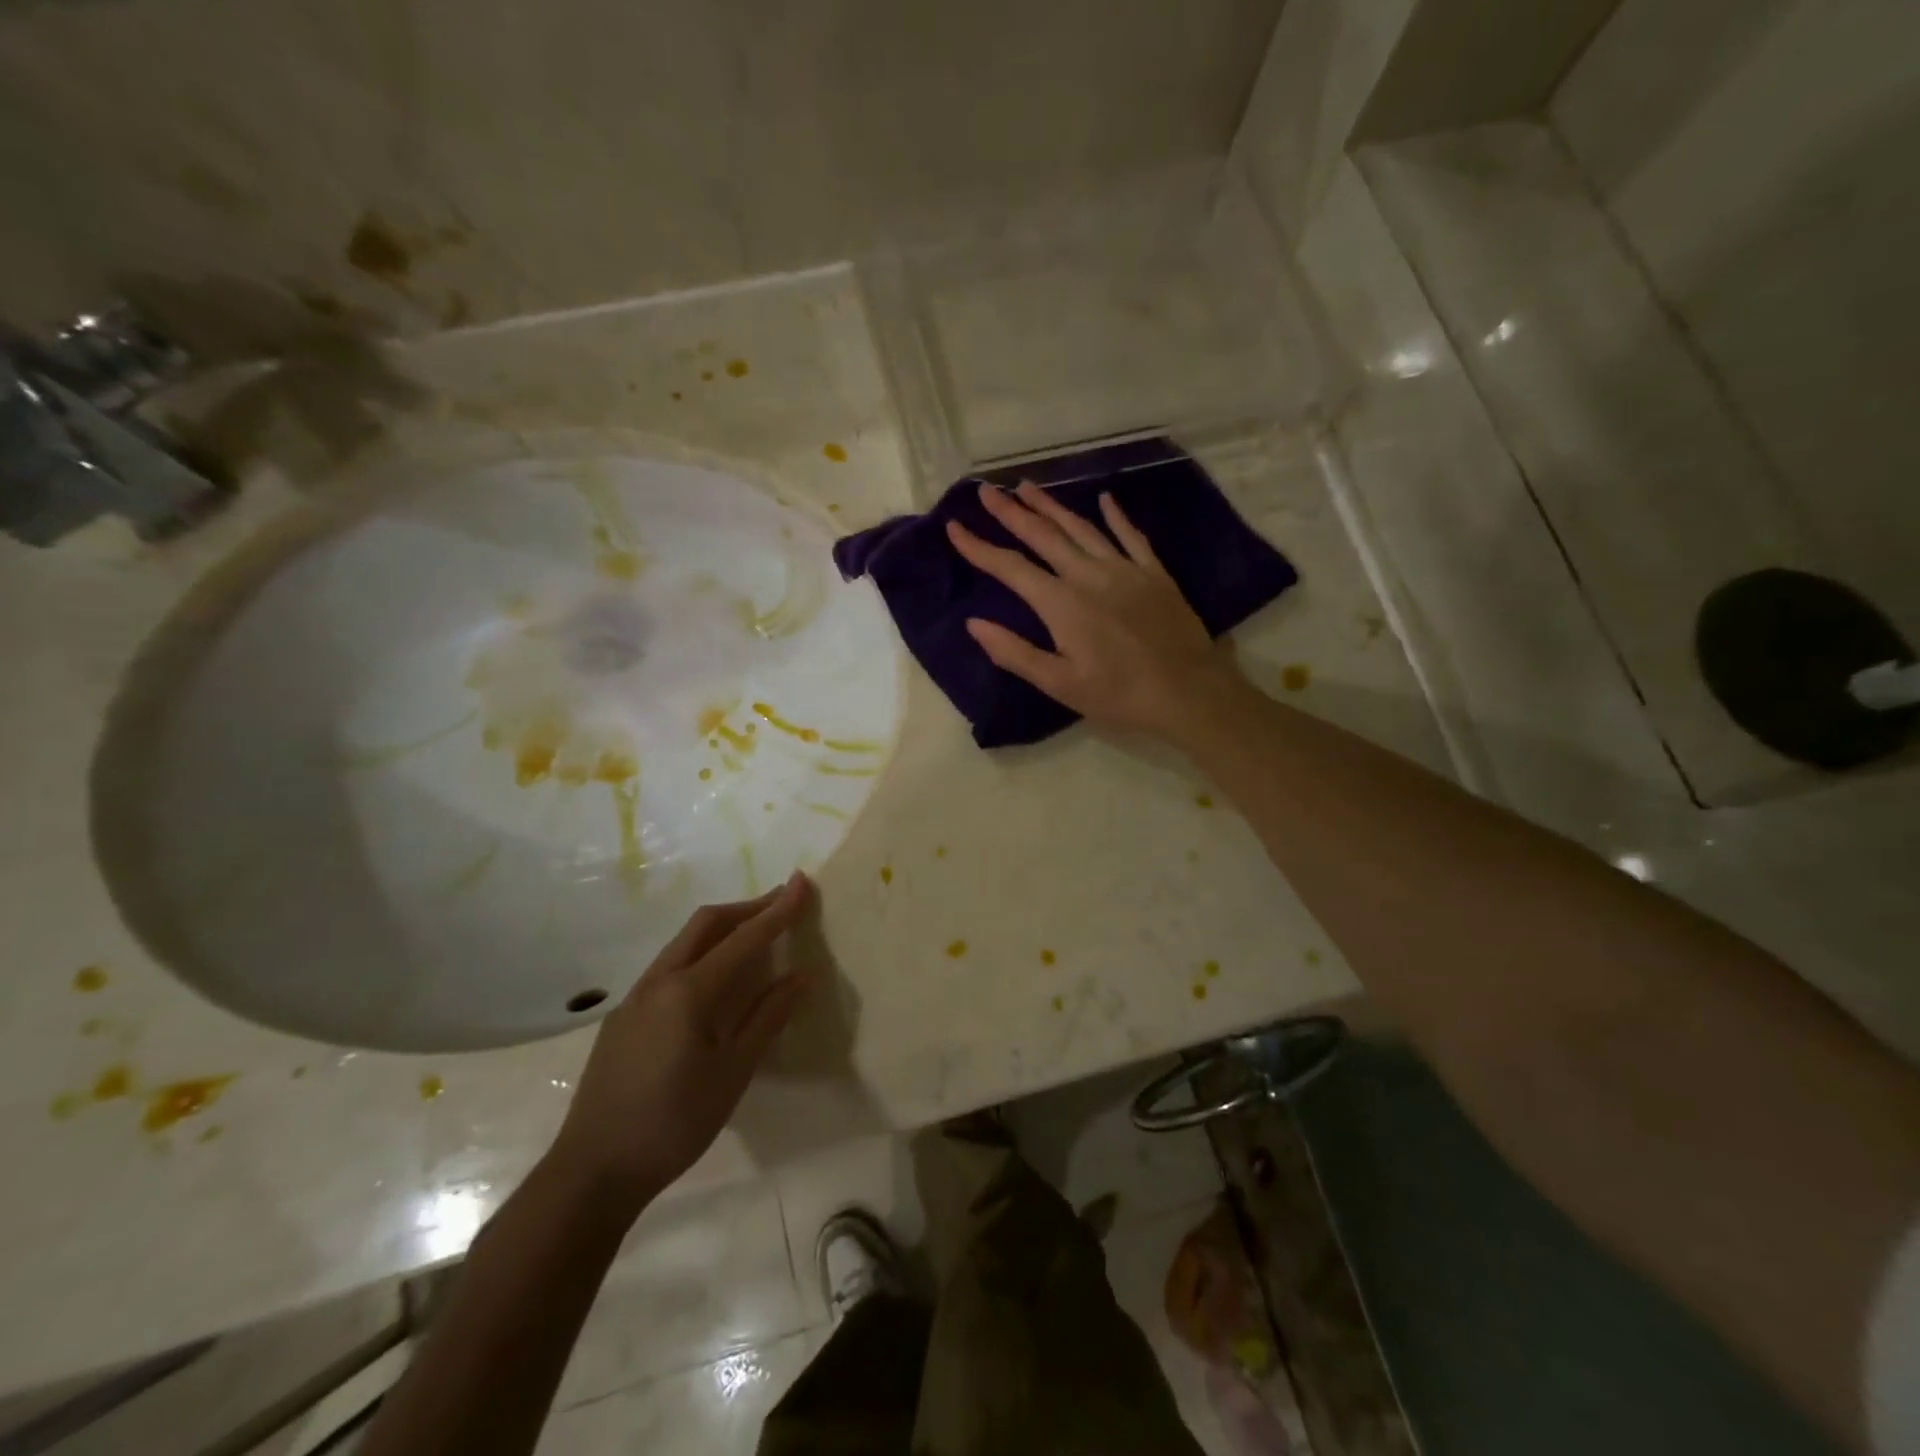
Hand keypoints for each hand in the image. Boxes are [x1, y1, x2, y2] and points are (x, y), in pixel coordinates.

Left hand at [548, 873, 814, 1212]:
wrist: (592, 1171)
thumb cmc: (674, 1123)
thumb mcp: (733, 1073)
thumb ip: (767, 1018)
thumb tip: (801, 977)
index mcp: (688, 991)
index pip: (744, 938)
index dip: (778, 910)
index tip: (802, 882)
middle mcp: (658, 981)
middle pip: (706, 923)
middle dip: (746, 907)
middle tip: (781, 903)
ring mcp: (634, 998)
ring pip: (683, 943)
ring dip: (722, 929)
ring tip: (753, 936)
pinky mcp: (622, 1017)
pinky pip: (668, 967)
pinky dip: (700, 954)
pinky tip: (713, 981)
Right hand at [947, 483, 1247, 740]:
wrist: (1189, 692)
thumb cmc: (1119, 695)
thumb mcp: (1060, 684)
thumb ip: (1015, 653)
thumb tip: (974, 624)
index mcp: (1062, 604)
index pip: (1011, 568)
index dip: (979, 547)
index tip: (955, 527)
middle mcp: (1089, 575)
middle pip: (1044, 536)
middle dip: (1011, 512)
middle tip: (987, 490)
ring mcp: (1125, 570)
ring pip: (1082, 528)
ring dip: (1052, 506)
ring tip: (1028, 487)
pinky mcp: (1154, 574)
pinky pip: (1131, 536)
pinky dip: (1116, 516)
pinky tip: (1105, 499)